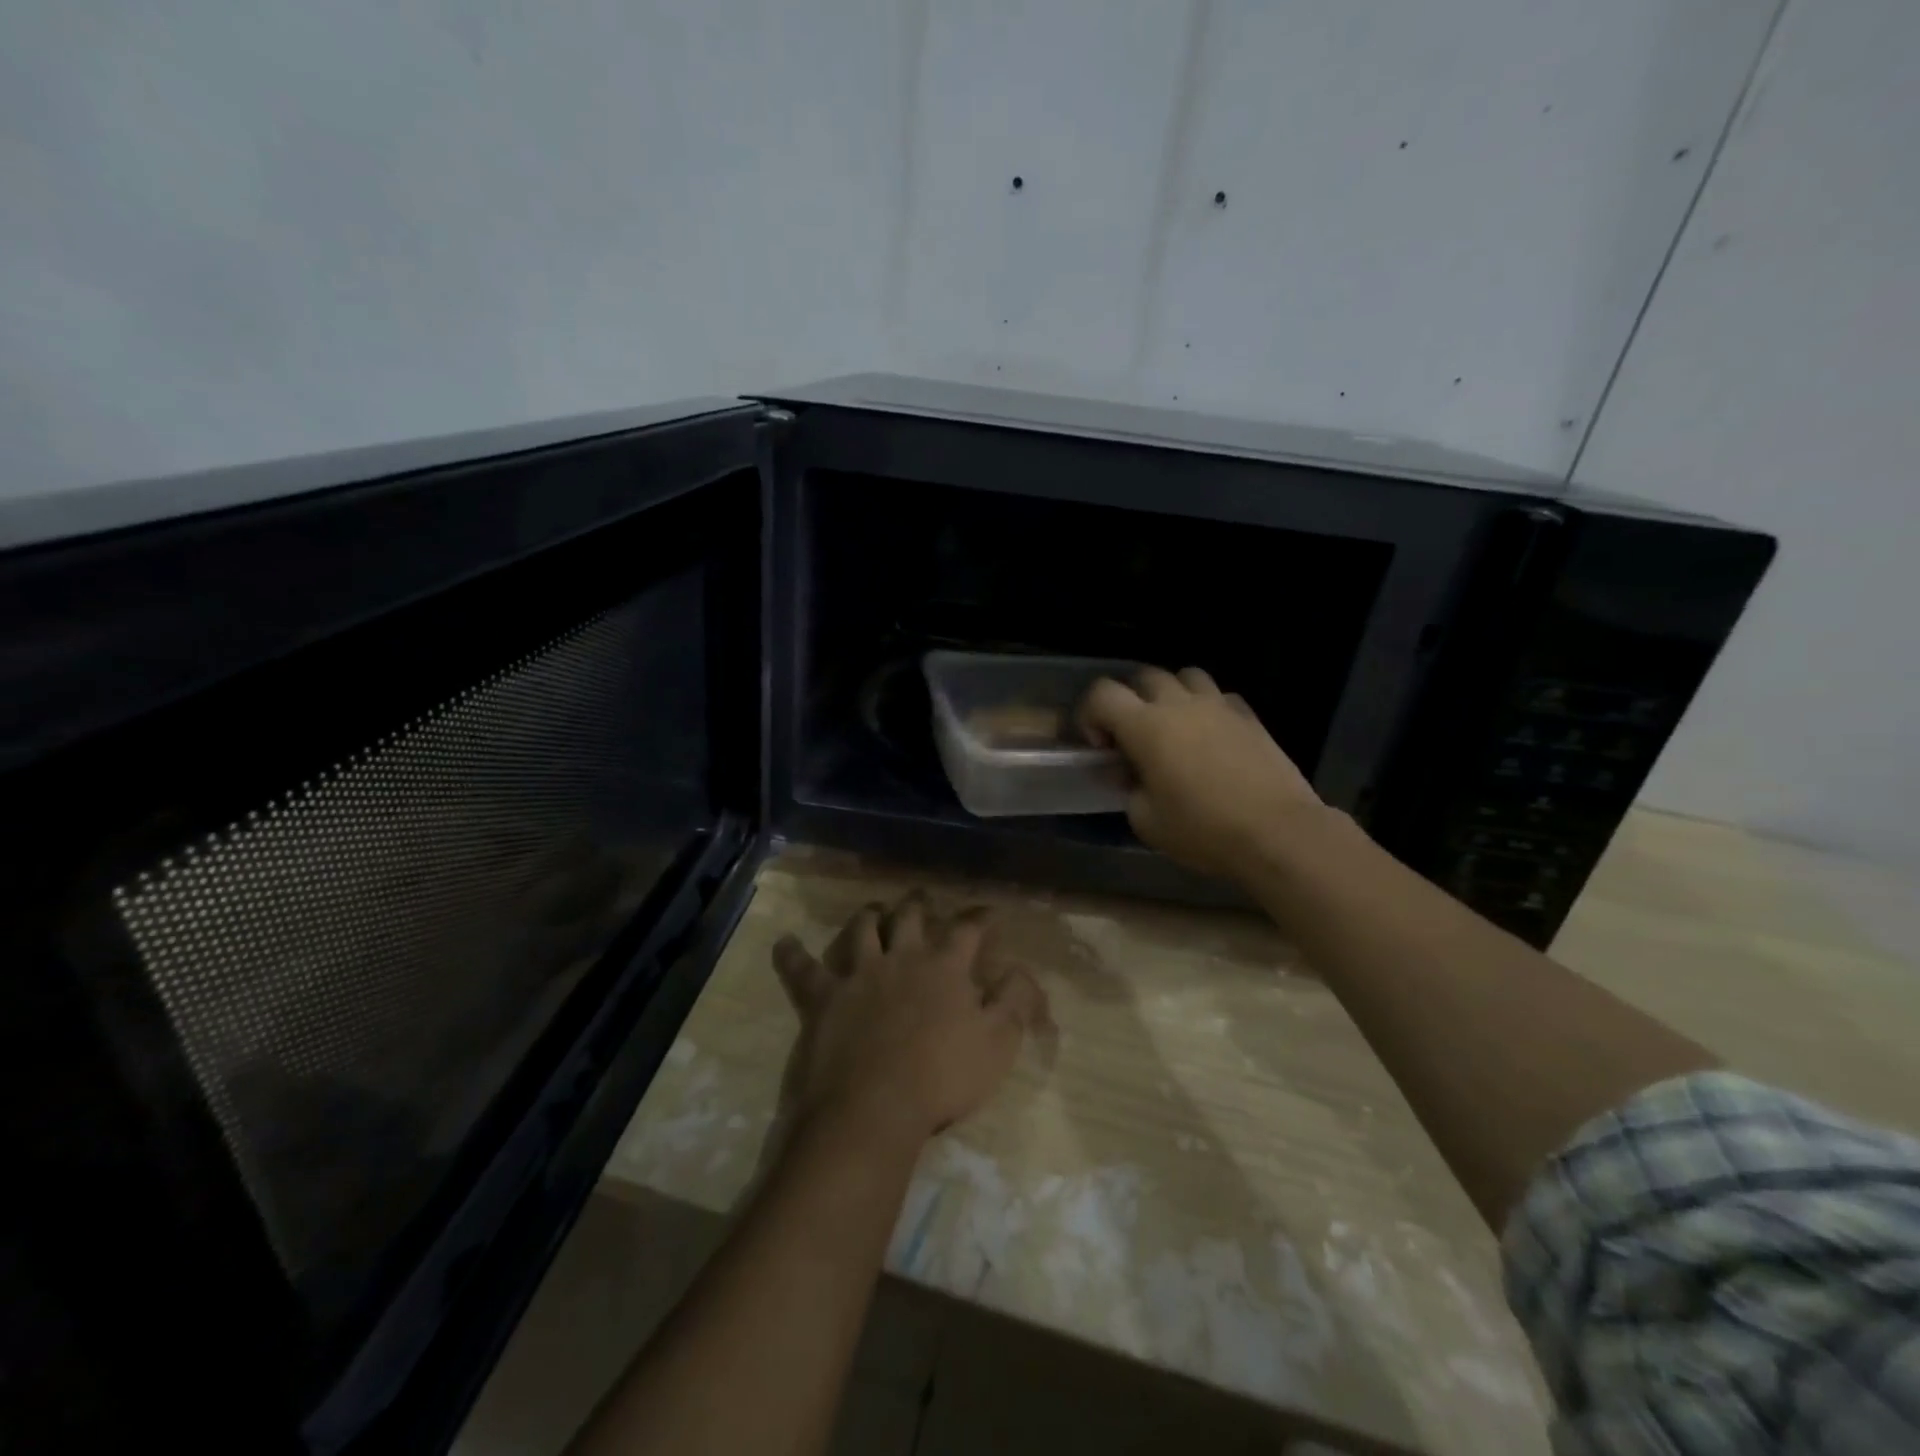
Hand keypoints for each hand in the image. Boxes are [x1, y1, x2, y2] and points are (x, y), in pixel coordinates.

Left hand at [770, 891, 1048, 1145]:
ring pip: (862, 929)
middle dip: (920, 903)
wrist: (875, 1106)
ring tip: (874, 911)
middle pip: (911, 916)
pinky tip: (785, 943)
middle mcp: (902, 957)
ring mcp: (859, 973)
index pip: (968, 929)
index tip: (988, 914)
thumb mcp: (997, 1043)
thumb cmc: (943, 1077)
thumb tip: (1023, 970)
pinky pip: (803, 968)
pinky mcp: (823, 996)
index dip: (980, 917)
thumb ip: (1014, 1001)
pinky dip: (792, 954)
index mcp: (945, 966)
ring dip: (869, 916)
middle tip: (923, 899)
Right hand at [1080, 666, 1325, 880]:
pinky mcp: (1249, 716)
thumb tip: (1127, 775)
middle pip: (1144, 677)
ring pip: (1185, 676)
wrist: (1277, 832)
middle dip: (1129, 701)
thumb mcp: (1146, 821)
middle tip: (1132, 737)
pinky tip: (1210, 737)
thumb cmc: (1202, 830)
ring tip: (1173, 728)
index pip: (1102, 693)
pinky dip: (1207, 708)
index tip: (1099, 747)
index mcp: (1145, 726)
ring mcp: (1218, 705)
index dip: (1090, 714)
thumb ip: (1128, 790)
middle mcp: (1179, 704)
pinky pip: (1220, 696)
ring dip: (1170, 695)